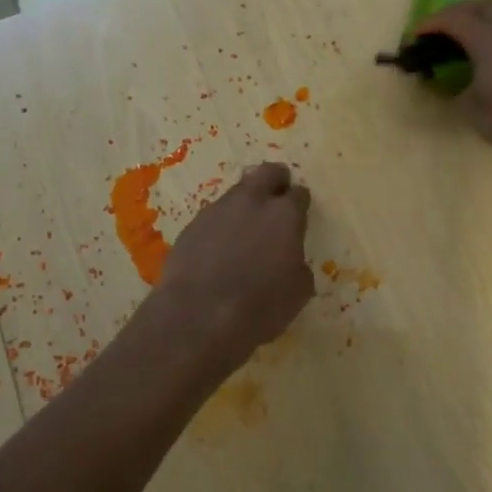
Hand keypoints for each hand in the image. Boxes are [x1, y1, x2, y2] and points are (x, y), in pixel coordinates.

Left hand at [154, 162, 315, 372]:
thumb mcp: (298, 292)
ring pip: (236, 193)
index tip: (300, 213)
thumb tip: (291, 261)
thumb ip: (298, 266)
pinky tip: (219, 250)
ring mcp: (217, 211)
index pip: (299, 194)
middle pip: (267, 173)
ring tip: (245, 230)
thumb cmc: (260, 307)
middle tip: (277, 196)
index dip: (300, 203)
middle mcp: (251, 202)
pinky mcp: (191, 226)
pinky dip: (220, 227)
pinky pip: (212, 218)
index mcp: (284, 215)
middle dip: (275, 180)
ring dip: (245, 205)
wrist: (198, 318)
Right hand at [419, 0, 491, 171]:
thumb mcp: (472, 110)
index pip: (455, 18)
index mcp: (491, 39)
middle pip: (482, 6)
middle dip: (458, 13)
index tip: (417, 35)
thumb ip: (455, 88)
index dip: (432, 23)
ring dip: (485, 22)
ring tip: (473, 42)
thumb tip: (450, 81)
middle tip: (442, 30)